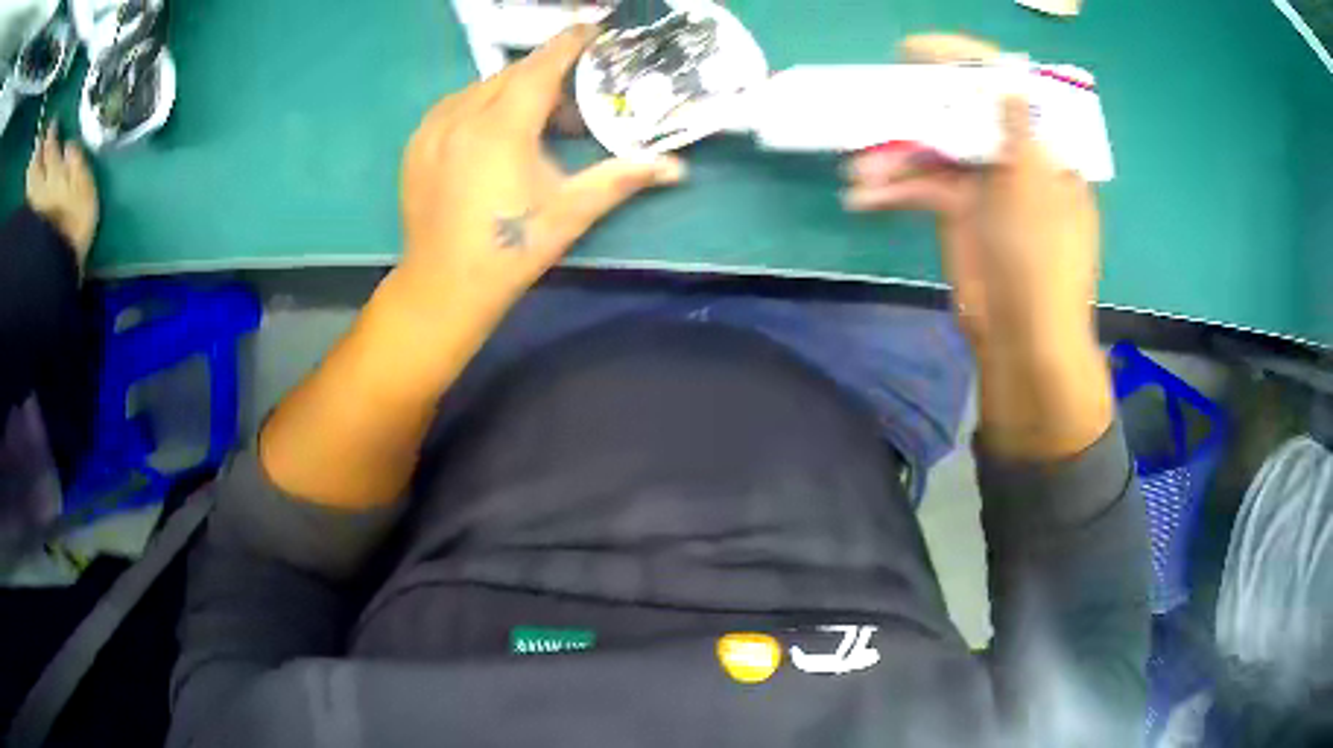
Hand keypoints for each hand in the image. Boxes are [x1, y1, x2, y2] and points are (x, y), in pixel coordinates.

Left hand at [26, 123, 99, 270]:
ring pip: (31, 183)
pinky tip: (28, 185)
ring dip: (32, 170)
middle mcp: (42, 188)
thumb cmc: (76, 226)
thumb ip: (77, 165)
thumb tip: (69, 145)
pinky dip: (28, 189)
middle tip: (40, 139)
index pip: (51, 149)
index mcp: (56, 175)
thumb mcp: (85, 191)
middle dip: (39, 151)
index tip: (52, 122)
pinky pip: (28, 200)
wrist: (58, 267)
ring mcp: (34, 209)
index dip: (51, 135)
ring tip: (33, 160)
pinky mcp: (29, 226)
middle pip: (38, 166)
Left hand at [395, 25, 685, 326]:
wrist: (443, 287)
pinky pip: (453, 105)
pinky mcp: (416, 145)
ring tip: (531, 118)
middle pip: (511, 74)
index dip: (570, 43)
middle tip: (570, 99)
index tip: (593, 30)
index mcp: (501, 127)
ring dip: (511, 90)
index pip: (542, 66)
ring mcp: (432, 129)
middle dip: (544, 75)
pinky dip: (479, 104)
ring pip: (480, 87)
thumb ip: (622, 178)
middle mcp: (462, 115)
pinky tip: (490, 129)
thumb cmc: (510, 250)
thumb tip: (677, 167)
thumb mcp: (570, 212)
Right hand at [843, 34, 1099, 355]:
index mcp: (1043, 149)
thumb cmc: (1040, 259)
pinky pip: (921, 187)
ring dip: (894, 158)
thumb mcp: (1033, 187)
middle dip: (918, 107)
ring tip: (858, 173)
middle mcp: (1013, 157)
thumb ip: (1016, 129)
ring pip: (934, 149)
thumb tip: (1008, 79)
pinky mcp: (958, 210)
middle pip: (962, 113)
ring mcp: (984, 183)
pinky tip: (863, 198)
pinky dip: (893, 191)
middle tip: (878, 93)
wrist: (1020, 337)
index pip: (1008, 89)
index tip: (920, 51)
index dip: (966, 64)